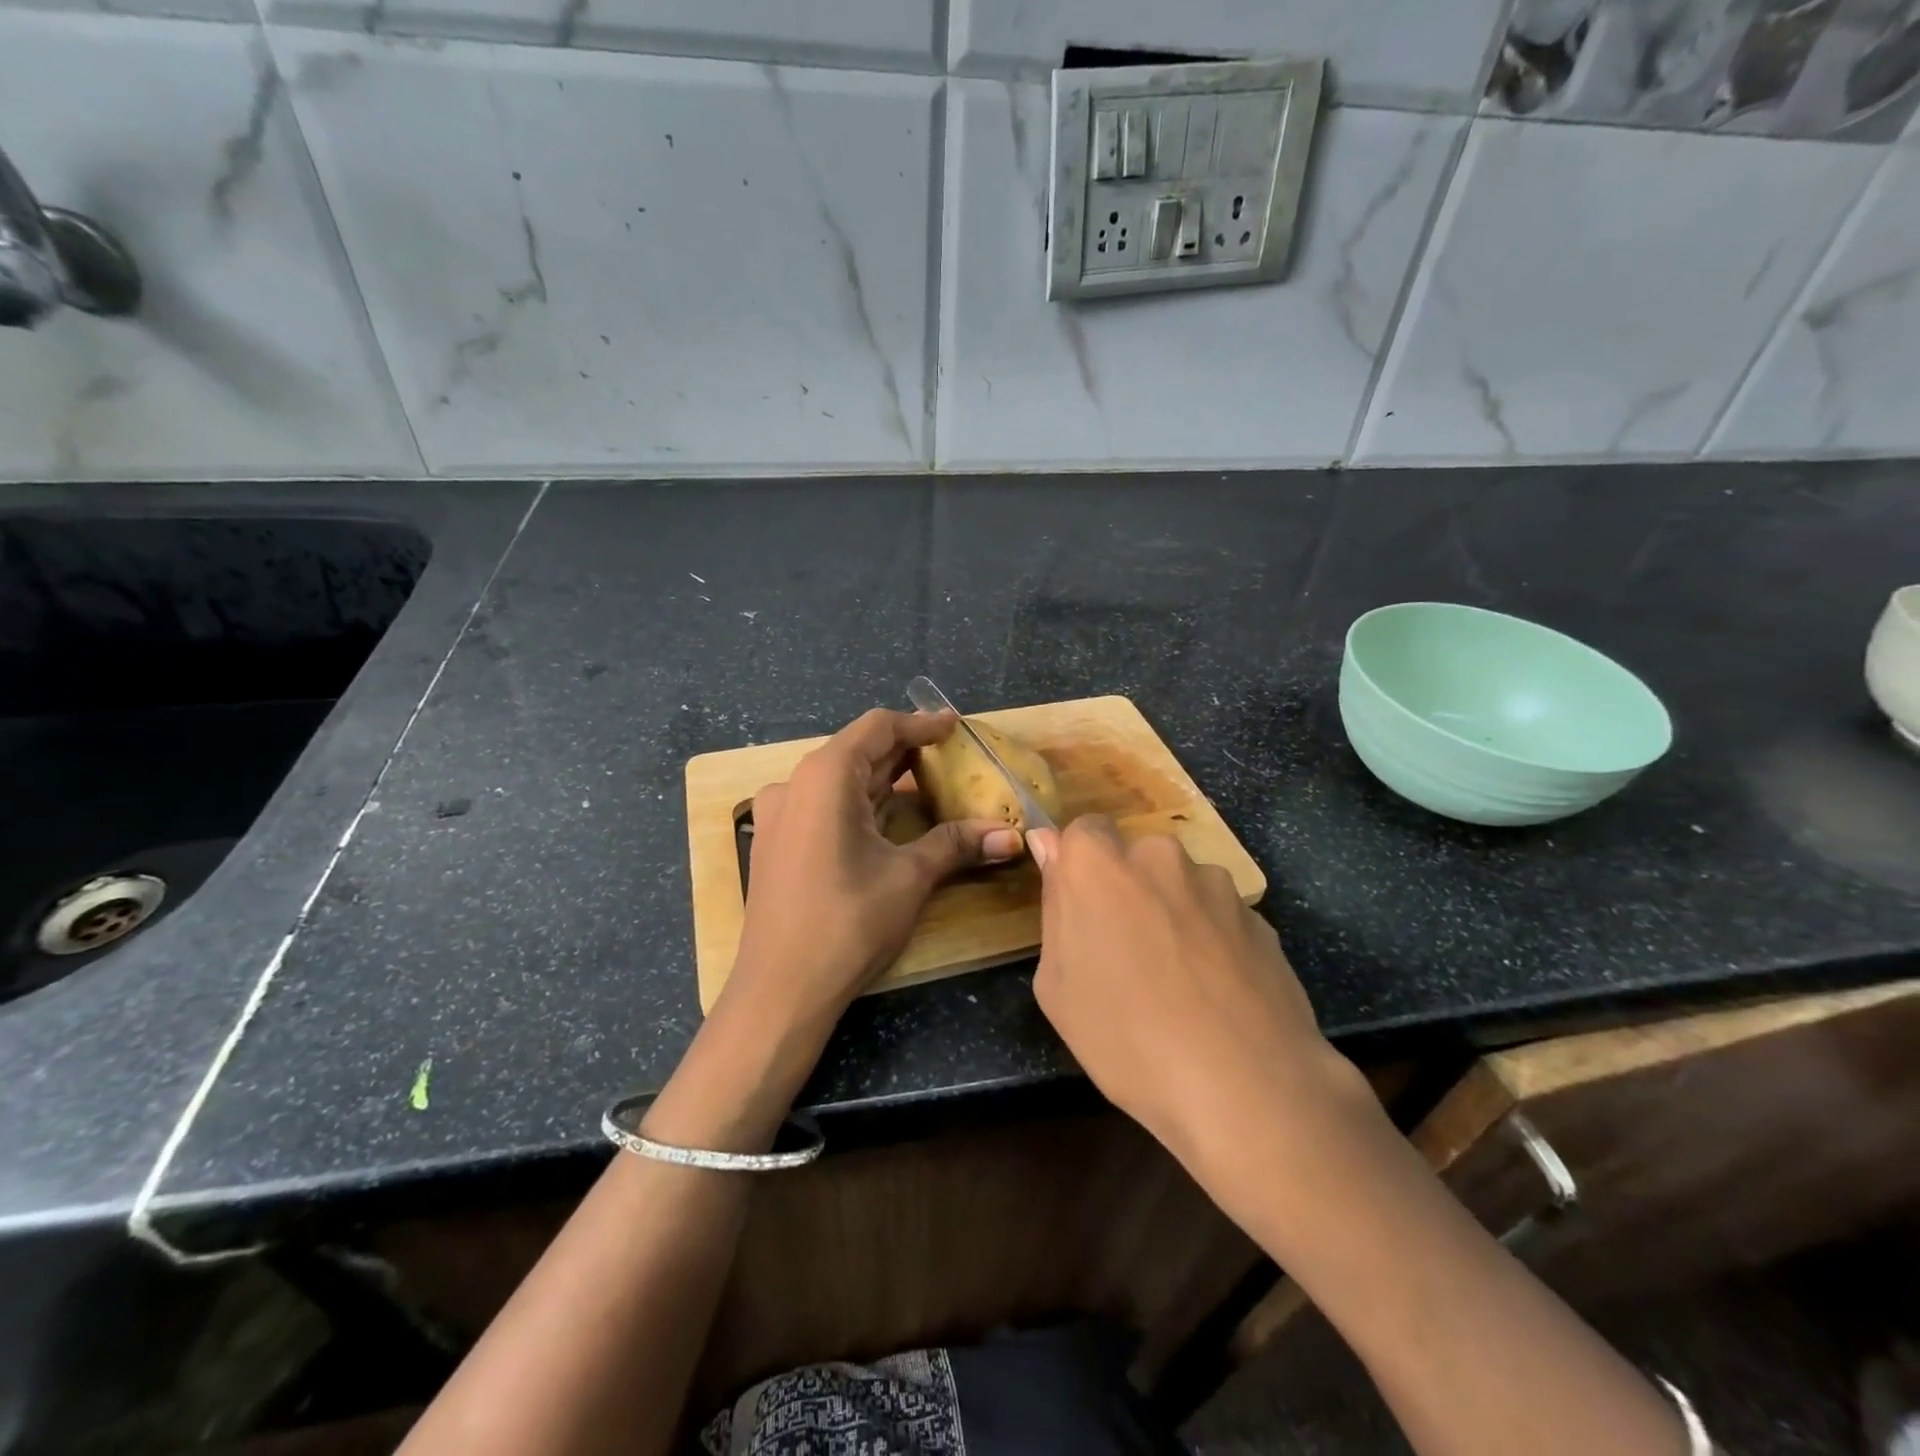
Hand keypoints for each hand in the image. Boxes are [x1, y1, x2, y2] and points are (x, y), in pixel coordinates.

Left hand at [725, 709, 1023, 1036]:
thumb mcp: (909, 877)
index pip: (878, 728)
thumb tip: (1012, 837)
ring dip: (883, 779)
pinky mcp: (777, 842)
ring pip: (840, 780)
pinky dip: (860, 803)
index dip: (920, 724)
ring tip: (927, 782)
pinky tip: (888, 818)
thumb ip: (957, 844)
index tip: (954, 726)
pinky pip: (824, 805)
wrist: (779, 991)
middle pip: (858, 751)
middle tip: (950, 756)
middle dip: (905, 751)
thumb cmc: (847, 923)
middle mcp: (796, 784)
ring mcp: (780, 814)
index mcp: (825, 776)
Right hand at [1027, 817, 1368, 1179]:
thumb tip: (1050, 847)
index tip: (1081, 911)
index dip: (1080, 869)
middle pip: (1134, 857)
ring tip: (1179, 981)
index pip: (1082, 831)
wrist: (1244, 1084)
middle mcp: (1159, 856)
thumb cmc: (1125, 1036)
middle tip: (1125, 952)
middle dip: (1127, 889)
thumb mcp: (1057, 986)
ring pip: (1180, 885)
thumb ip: (1056, 905)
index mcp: (1098, 864)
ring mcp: (1215, 883)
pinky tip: (1216, 994)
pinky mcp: (1258, 916)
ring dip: (1173, 913)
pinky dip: (1212, 939)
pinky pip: (1219, 915)